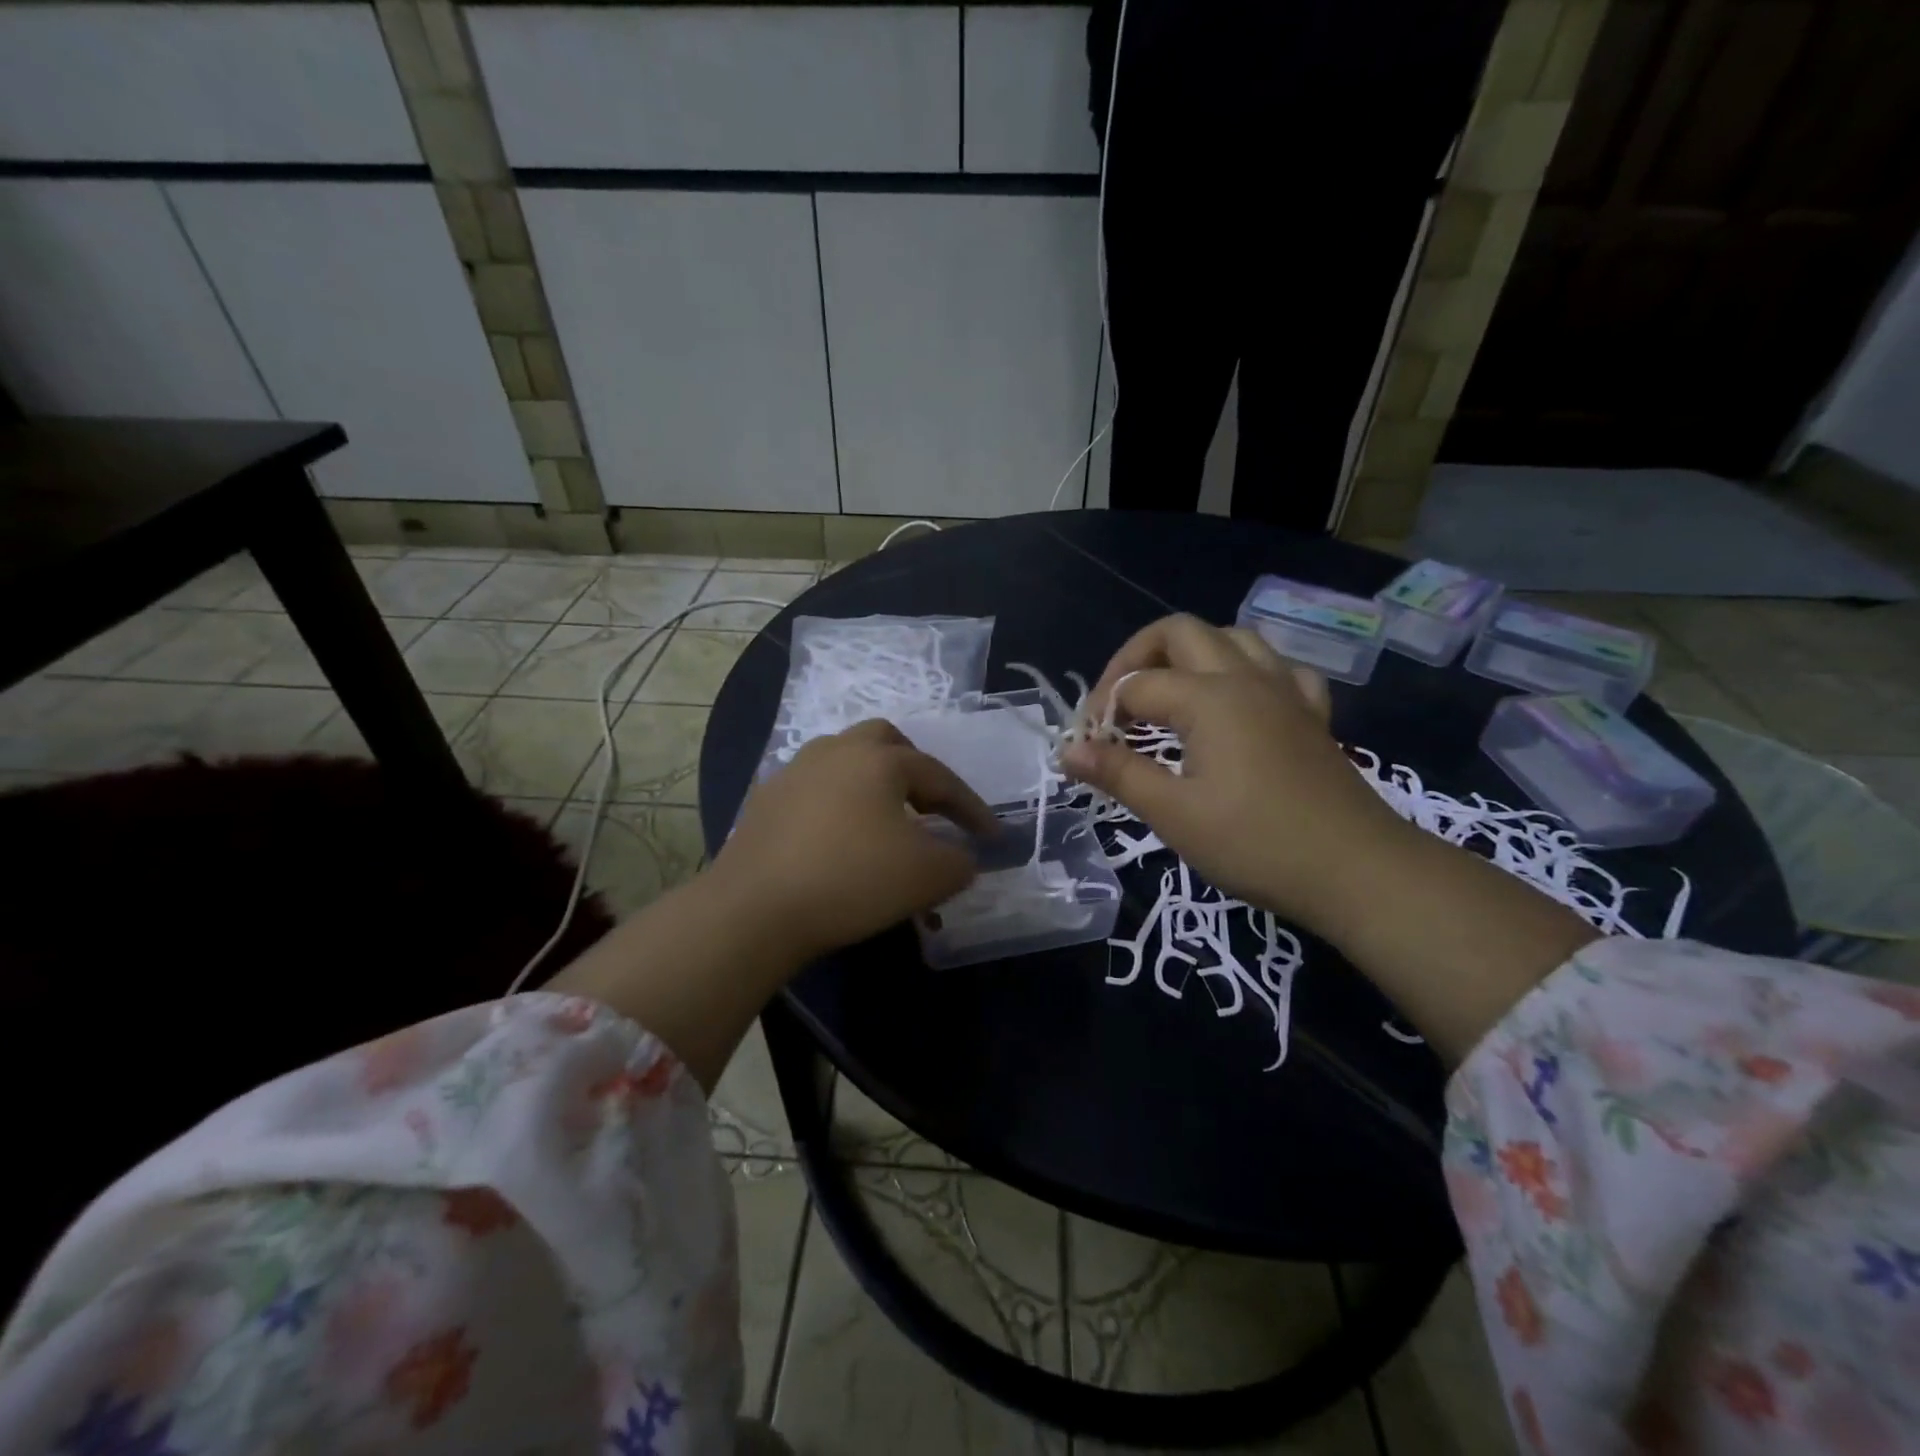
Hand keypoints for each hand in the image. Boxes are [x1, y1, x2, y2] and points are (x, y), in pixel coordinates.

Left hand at [714, 719, 997, 958]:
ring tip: (885, 819)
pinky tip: (838, 836)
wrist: (754, 908)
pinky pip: (814, 788)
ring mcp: (793, 772)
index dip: (971, 808)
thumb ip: (959, 862)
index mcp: (879, 759)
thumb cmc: (851, 880)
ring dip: (873, 782)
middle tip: (930, 805)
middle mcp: (836, 751)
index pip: (940, 777)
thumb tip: (961, 858)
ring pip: (844, 759)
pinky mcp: (764, 801)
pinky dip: (838, 803)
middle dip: (915, 768)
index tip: (992, 837)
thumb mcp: (926, 876)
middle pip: (885, 741)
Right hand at [1061, 613, 1595, 1061]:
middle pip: (1180, 632)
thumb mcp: (1173, 813)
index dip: (1100, 713)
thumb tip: (1068, 750)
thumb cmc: (1256, 843)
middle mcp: (1245, 678)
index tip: (1087, 750)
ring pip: (1233, 638)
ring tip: (1169, 695)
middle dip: (1136, 656)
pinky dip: (1249, 673)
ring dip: (1191, 654)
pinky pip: (1279, 669)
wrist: (1357, 871)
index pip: (1135, 686)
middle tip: (1117, 703)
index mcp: (1208, 698)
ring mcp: (1285, 692)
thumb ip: (1118, 773)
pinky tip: (1241, 703)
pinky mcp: (1311, 715)